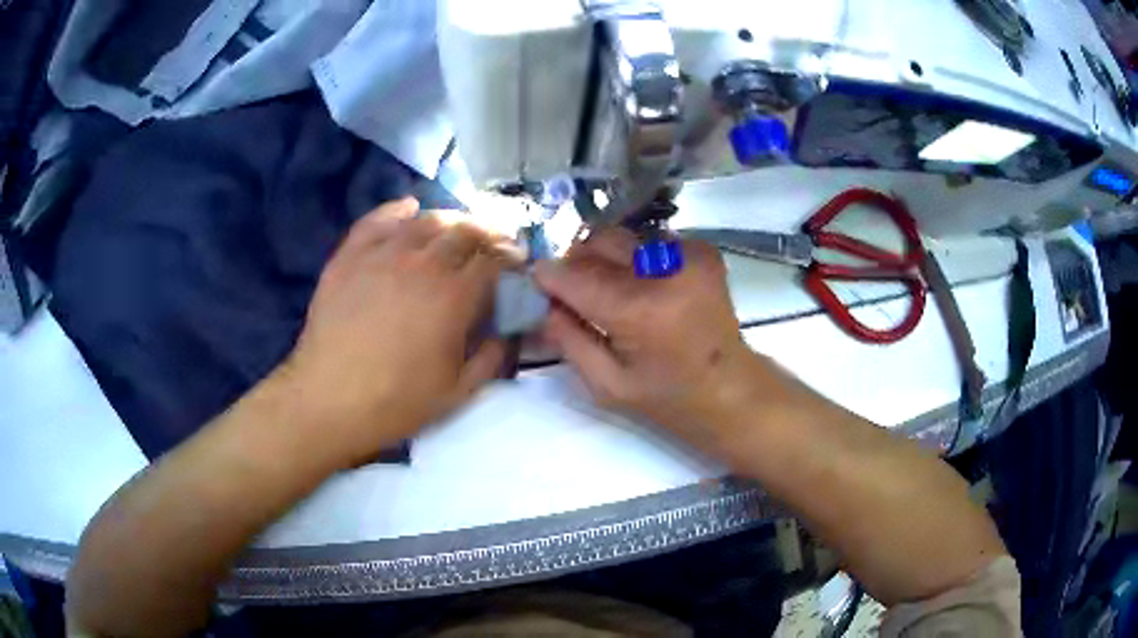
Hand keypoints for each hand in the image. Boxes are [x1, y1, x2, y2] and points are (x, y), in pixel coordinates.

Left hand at [280, 198, 508, 463]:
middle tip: (494, 243)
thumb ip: (493, 357)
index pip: (495, 260)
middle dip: (489, 233)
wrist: (327, 399)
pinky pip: (379, 219)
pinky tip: (410, 208)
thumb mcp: (458, 392)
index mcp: (454, 296)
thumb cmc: (396, 401)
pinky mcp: (351, 255)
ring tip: (458, 228)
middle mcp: (423, 263)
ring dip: (451, 220)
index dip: (512, 258)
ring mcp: (383, 254)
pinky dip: (399, 209)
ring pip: (427, 220)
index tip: (518, 263)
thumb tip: (508, 330)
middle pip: (466, 231)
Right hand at [534, 228, 785, 454]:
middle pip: (599, 242)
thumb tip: (542, 302)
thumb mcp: (607, 385)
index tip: (536, 284)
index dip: (548, 276)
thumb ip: (567, 339)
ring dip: (608, 259)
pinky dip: (637, 259)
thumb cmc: (668, 398)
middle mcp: (665, 270)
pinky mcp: (703, 251)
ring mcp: (689, 255)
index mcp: (639, 310)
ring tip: (614, 291)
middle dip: (577, 261)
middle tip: (574, 290)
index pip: (574, 275)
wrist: (732, 389)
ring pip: (624, 238)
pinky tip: (646, 288)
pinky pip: (651, 241)